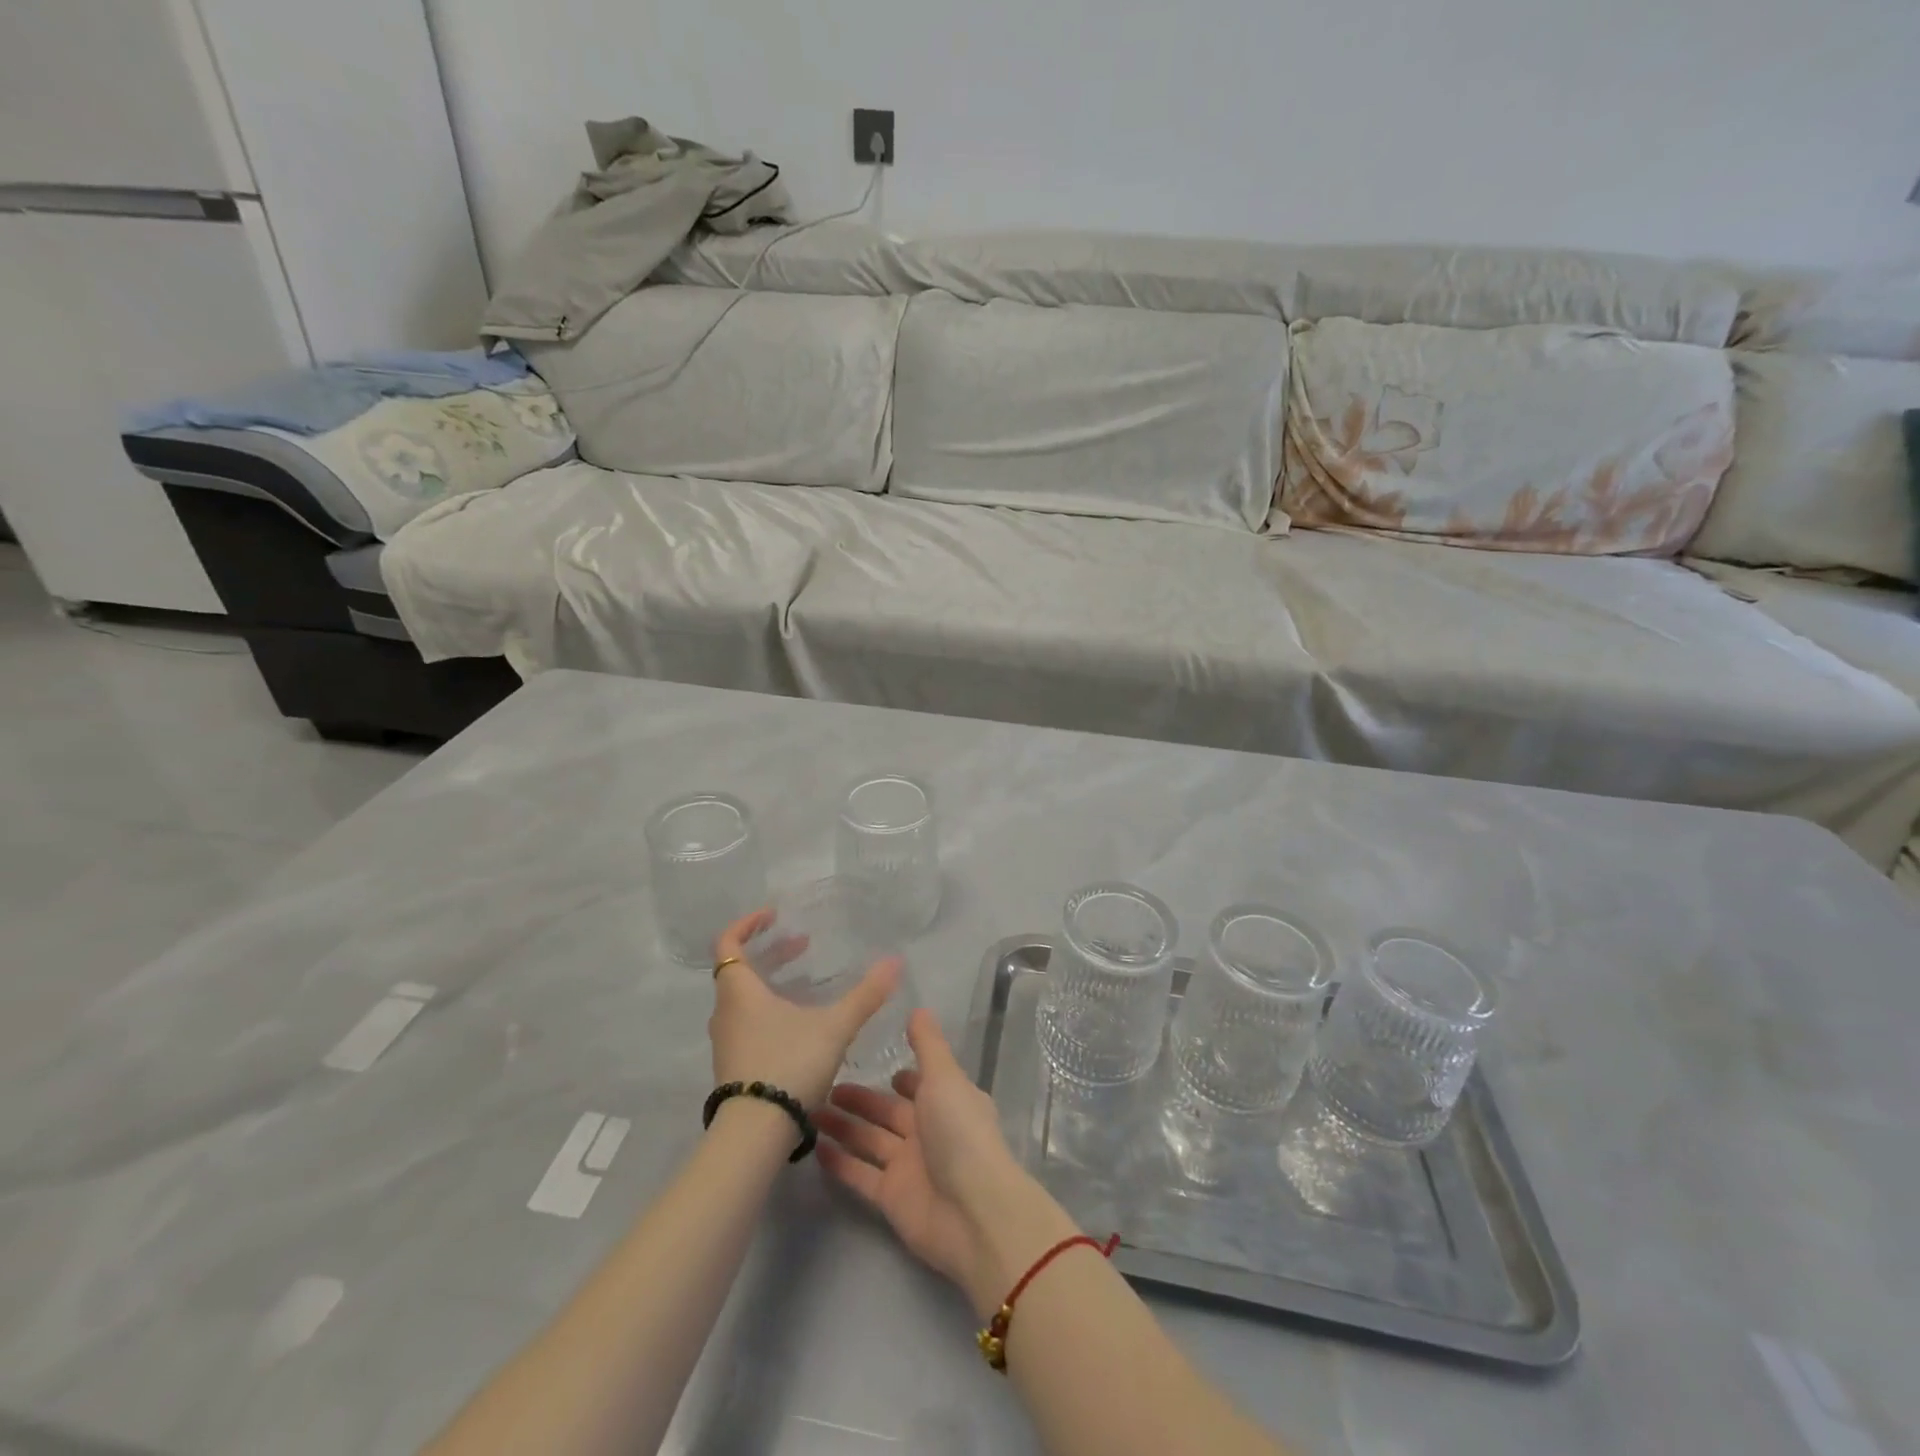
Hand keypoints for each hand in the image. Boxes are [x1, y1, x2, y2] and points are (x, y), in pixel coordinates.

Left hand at [708, 908, 900, 1109]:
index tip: (773, 916)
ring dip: (770, 983)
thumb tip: (895, 962)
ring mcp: (726, 1041)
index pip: (728, 943)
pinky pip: (747, 1022)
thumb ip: (865, 995)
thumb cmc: (789, 1064)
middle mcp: (726, 1012)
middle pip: (740, 970)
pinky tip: (799, 1023)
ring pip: (744, 998)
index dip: (747, 924)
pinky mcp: (733, 1065)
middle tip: (802, 947)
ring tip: (805, 984)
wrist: (755, 1133)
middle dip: (772, 954)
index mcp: (739, 991)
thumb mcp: (834, 1027)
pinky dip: (768, 1009)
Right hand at [816, 1009, 1078, 1316]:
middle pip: (888, 1111)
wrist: (973, 1213)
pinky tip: (813, 1146)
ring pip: (870, 1139)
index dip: (900, 1076)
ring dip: (843, 1126)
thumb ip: (928, 1045)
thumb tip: (918, 1008)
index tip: (871, 1060)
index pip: (920, 1084)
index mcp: (948, 1101)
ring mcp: (908, 1166)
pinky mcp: (890, 1198)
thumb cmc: (961, 1133)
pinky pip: (860, 1174)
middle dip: (860, 1099)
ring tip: (809, 1109)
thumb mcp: (945, 1077)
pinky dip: (840, 1162)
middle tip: (823, 1084)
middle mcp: (929, 1131)